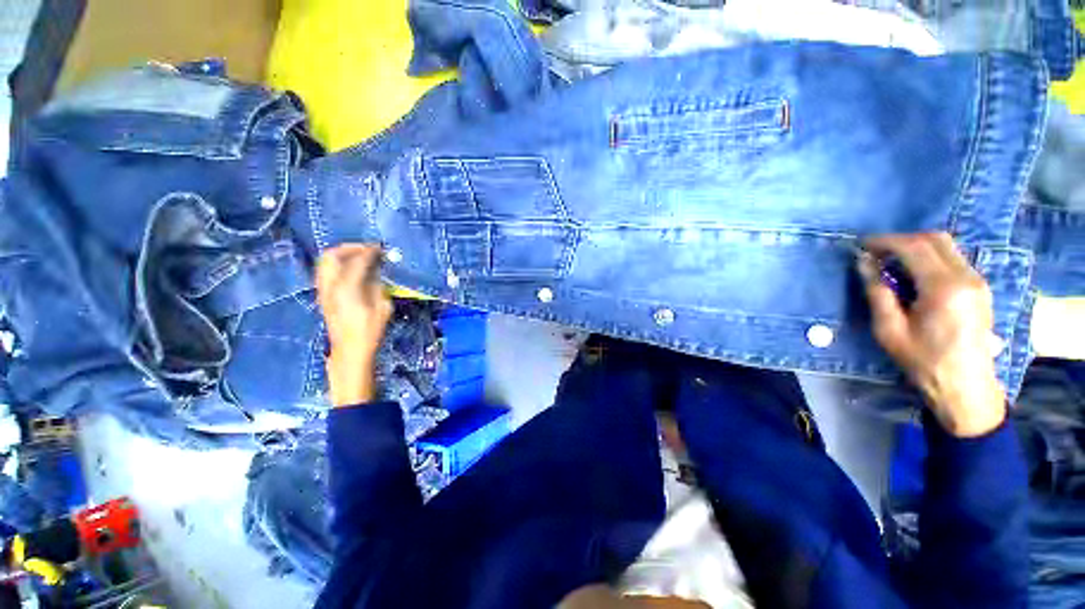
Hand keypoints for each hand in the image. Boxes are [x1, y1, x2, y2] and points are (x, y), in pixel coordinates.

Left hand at [316, 244, 392, 405]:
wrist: (349, 350)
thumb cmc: (370, 331)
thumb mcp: (383, 307)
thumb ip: (378, 285)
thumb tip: (377, 271)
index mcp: (347, 287)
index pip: (358, 260)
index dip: (370, 251)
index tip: (381, 248)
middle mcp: (330, 285)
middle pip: (332, 255)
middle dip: (350, 248)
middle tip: (367, 249)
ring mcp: (323, 290)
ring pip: (325, 262)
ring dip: (342, 255)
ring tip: (359, 257)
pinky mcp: (323, 295)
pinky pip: (326, 271)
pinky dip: (338, 265)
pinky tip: (352, 270)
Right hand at [859, 233, 1005, 437]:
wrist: (965, 385)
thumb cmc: (923, 361)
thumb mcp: (889, 330)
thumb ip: (877, 292)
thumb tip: (864, 263)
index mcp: (943, 288)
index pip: (914, 247)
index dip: (885, 241)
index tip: (862, 245)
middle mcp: (966, 277)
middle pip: (934, 239)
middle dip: (901, 240)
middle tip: (876, 252)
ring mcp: (977, 281)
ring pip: (946, 246)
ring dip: (916, 247)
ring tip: (892, 262)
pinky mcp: (979, 287)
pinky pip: (953, 258)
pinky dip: (930, 256)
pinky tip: (914, 273)